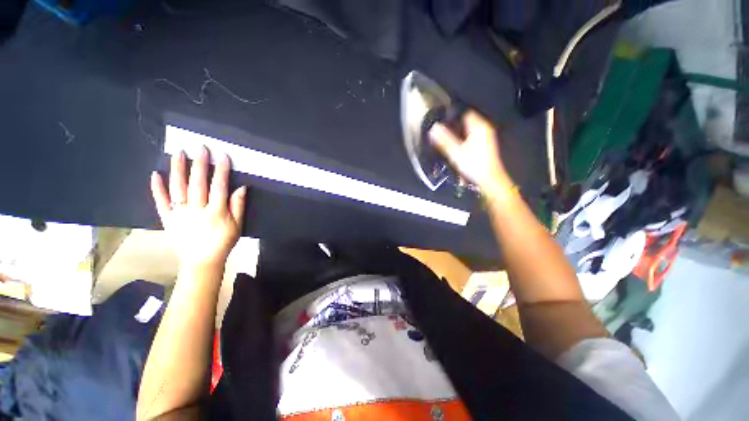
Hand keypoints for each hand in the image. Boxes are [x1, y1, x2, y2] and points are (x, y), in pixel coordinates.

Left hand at [150, 147, 246, 268]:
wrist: (202, 261)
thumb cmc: (223, 241)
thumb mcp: (238, 225)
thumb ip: (238, 206)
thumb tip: (241, 187)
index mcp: (216, 212)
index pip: (219, 187)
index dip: (221, 171)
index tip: (223, 156)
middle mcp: (196, 210)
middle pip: (197, 184)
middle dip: (200, 164)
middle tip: (200, 148)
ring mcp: (179, 213)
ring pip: (177, 188)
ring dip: (178, 170)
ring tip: (178, 153)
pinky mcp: (167, 218)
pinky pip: (160, 202)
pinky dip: (156, 188)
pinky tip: (155, 174)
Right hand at [429, 110, 511, 194]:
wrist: (489, 179)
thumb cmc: (475, 166)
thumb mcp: (455, 152)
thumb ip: (444, 140)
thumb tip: (433, 129)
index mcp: (479, 127)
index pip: (464, 113)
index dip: (452, 117)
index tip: (444, 124)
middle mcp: (485, 128)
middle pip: (466, 121)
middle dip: (455, 127)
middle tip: (445, 135)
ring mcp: (487, 136)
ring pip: (469, 129)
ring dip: (459, 134)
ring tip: (451, 143)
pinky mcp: (486, 144)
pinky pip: (472, 136)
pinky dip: (465, 140)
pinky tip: (460, 149)